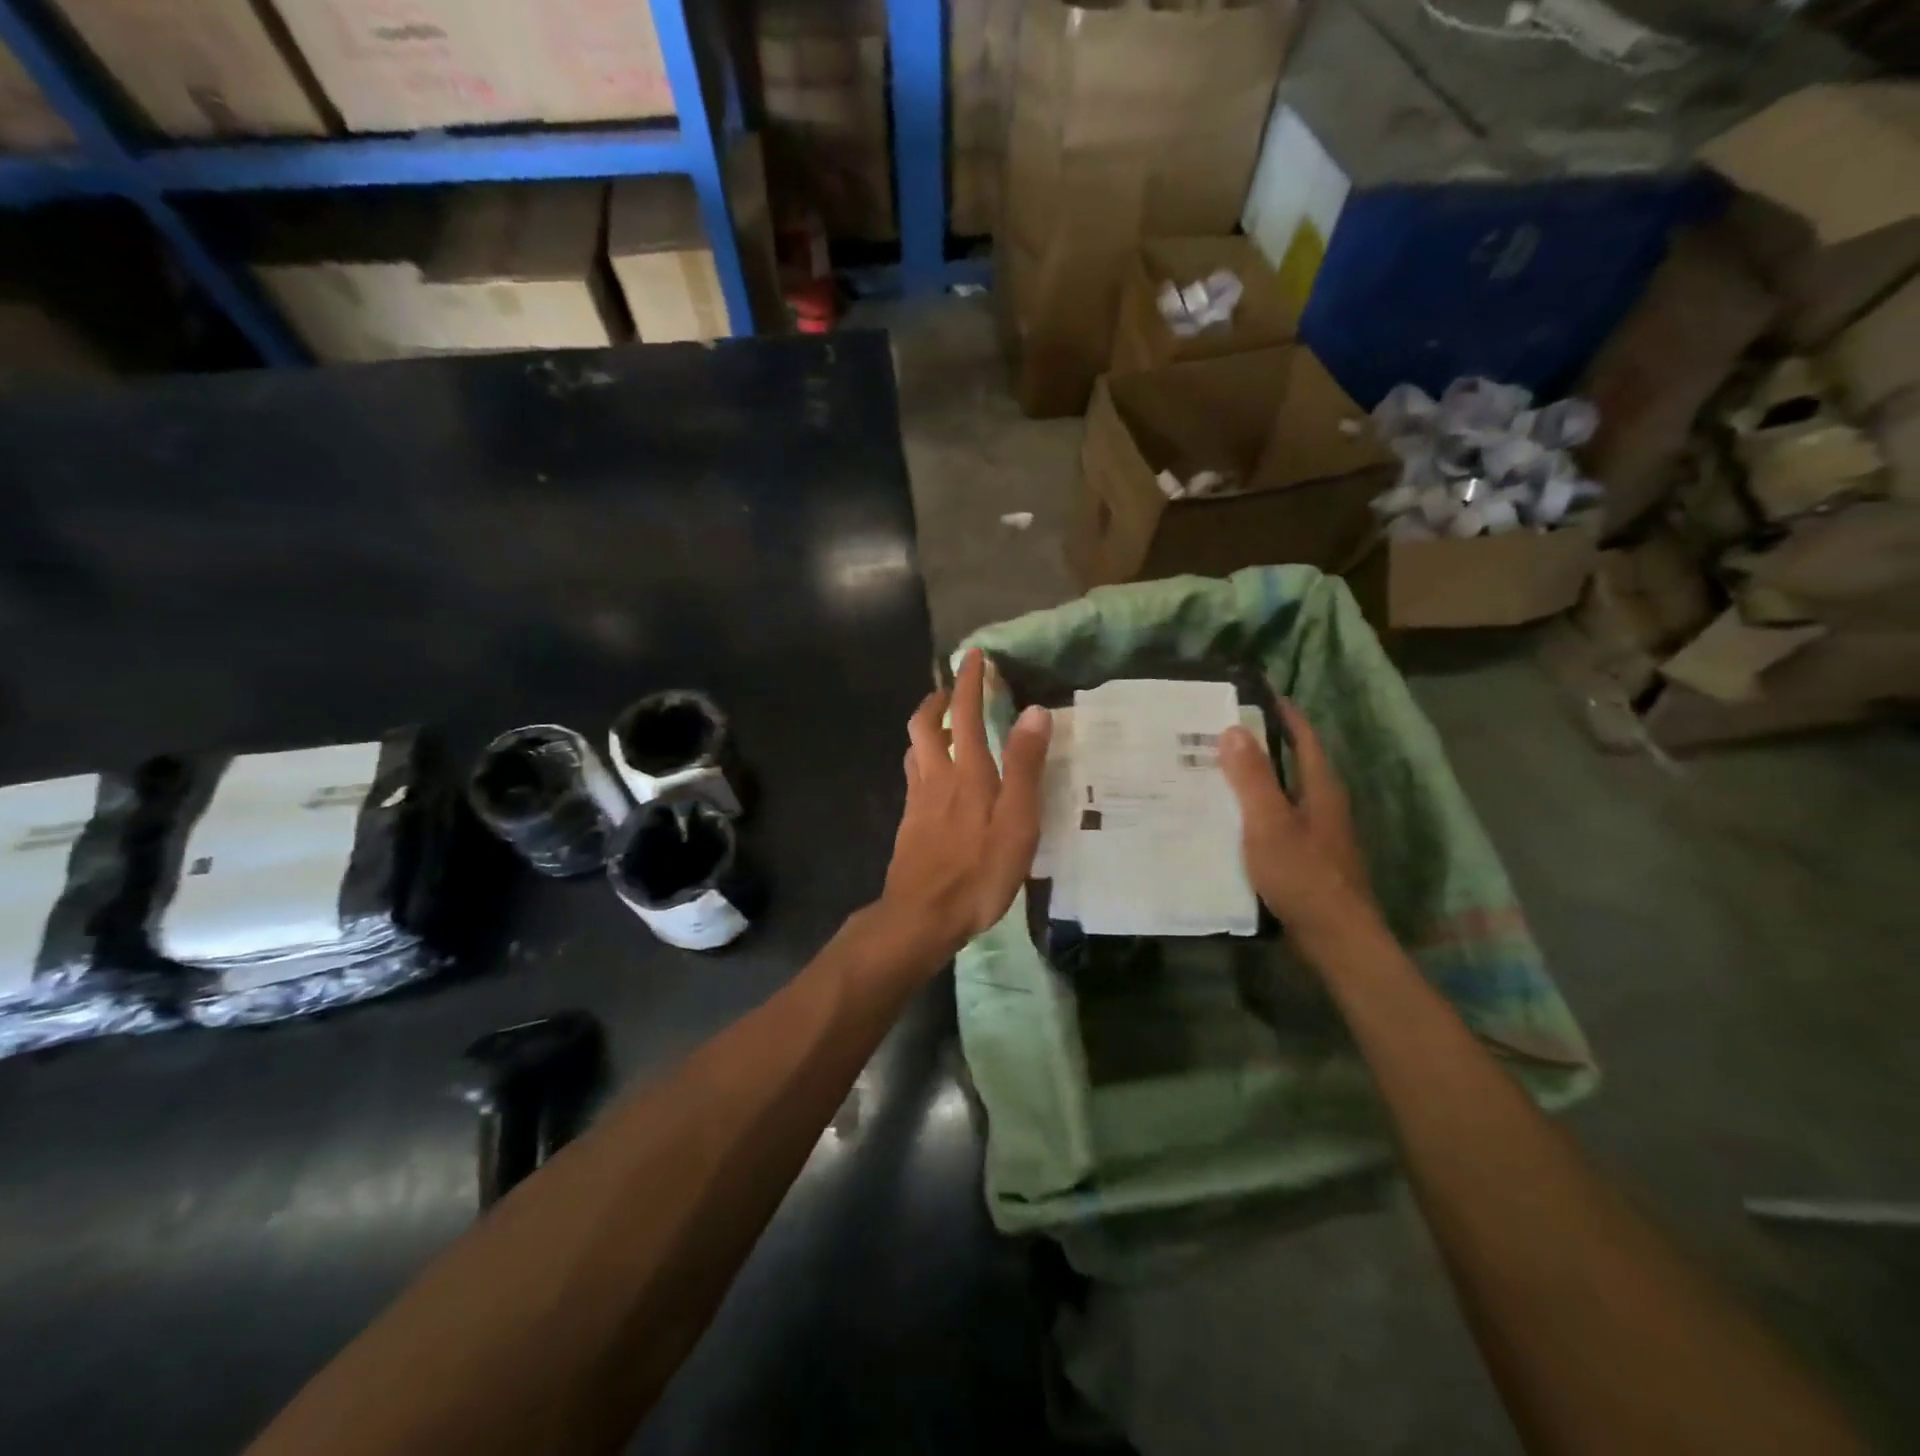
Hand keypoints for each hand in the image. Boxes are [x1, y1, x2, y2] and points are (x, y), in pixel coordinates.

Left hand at [876, 648, 1050, 959]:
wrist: (921, 916)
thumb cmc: (978, 871)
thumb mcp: (1017, 822)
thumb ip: (1025, 766)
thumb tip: (1034, 711)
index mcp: (967, 772)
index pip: (964, 712)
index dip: (969, 681)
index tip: (974, 656)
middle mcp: (936, 777)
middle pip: (924, 725)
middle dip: (937, 700)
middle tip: (951, 690)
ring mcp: (918, 801)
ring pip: (914, 750)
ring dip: (926, 728)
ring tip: (943, 726)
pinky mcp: (910, 824)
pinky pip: (914, 777)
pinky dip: (924, 761)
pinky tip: (937, 779)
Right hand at [1218, 701, 1381, 958]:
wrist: (1335, 938)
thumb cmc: (1303, 875)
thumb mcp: (1270, 822)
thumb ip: (1252, 777)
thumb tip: (1234, 728)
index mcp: (1320, 788)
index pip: (1303, 737)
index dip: (1283, 713)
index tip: (1253, 694)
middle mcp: (1322, 804)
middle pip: (1291, 763)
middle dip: (1258, 746)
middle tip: (1215, 733)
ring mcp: (1316, 833)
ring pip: (1281, 794)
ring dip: (1252, 780)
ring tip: (1211, 772)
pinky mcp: (1305, 858)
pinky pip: (1275, 821)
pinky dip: (1252, 811)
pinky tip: (1225, 820)